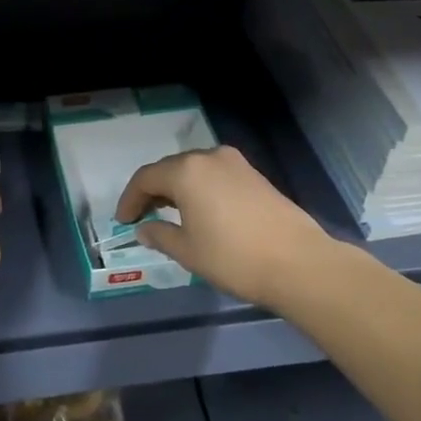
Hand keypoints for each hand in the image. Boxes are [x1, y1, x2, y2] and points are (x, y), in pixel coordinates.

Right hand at [115, 145, 332, 309]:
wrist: (298, 263)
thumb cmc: (233, 258)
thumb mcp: (187, 251)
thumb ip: (160, 235)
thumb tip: (144, 228)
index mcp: (186, 171)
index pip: (145, 178)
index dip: (130, 199)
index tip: (123, 221)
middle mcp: (209, 157)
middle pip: (170, 168)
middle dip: (152, 190)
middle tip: (142, 216)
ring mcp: (235, 163)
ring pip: (194, 169)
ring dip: (177, 188)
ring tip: (168, 214)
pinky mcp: (254, 175)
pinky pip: (215, 175)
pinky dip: (199, 188)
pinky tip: (200, 211)